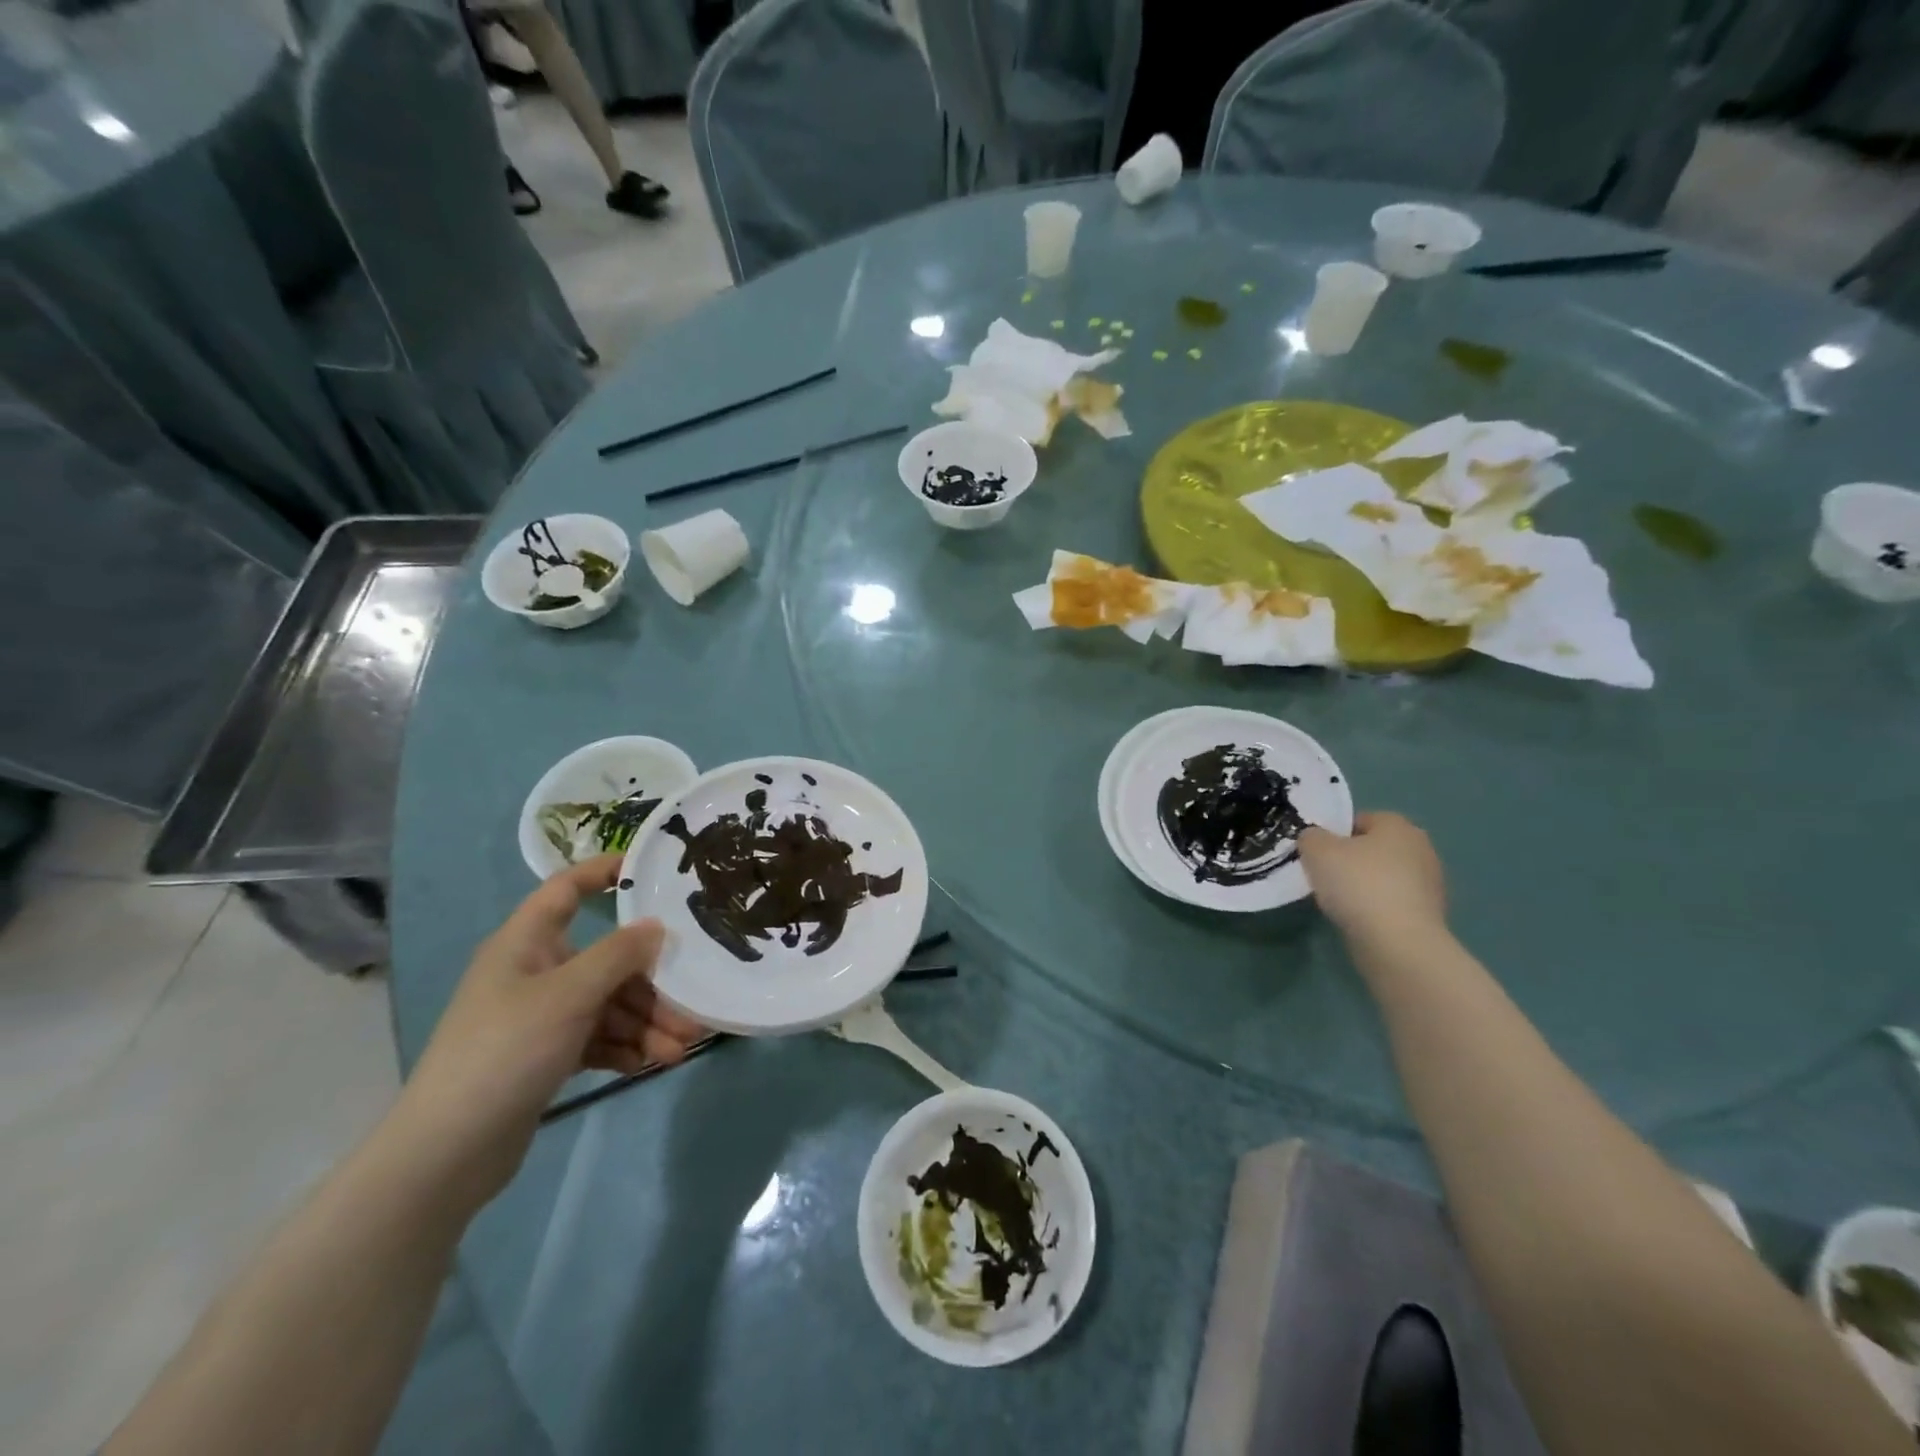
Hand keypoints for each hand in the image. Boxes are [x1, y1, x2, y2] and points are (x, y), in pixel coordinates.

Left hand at [398, 855, 705, 1202]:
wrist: (448, 1153)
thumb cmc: (506, 1051)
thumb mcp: (569, 995)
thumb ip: (619, 956)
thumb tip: (656, 926)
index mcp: (526, 943)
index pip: (566, 889)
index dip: (604, 872)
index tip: (651, 870)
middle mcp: (535, 971)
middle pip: (607, 958)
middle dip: (651, 982)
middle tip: (691, 1002)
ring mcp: (541, 1015)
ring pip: (608, 1002)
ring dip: (646, 1021)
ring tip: (680, 1048)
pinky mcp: (547, 1054)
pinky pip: (598, 1036)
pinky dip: (626, 1045)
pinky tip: (650, 1061)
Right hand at [1299, 812, 1447, 949]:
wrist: (1398, 943)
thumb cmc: (1357, 884)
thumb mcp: (1316, 850)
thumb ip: (1310, 837)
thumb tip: (1315, 839)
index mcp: (1398, 825)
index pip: (1359, 820)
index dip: (1334, 835)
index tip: (1317, 854)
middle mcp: (1421, 848)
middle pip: (1373, 849)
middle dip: (1350, 860)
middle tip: (1324, 877)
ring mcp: (1430, 884)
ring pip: (1383, 877)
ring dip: (1363, 886)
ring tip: (1339, 903)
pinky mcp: (1429, 915)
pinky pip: (1391, 903)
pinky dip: (1375, 909)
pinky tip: (1358, 920)